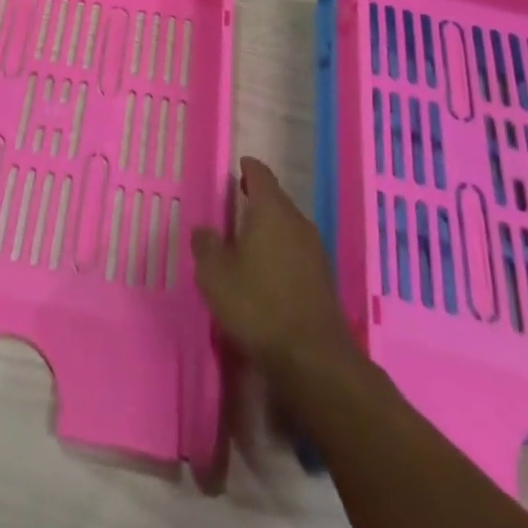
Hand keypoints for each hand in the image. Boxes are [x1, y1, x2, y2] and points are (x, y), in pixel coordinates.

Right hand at [190, 157, 358, 384]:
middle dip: (256, 198)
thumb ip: (205, 246)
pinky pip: (297, 250)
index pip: (260, 173)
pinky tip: (267, 271)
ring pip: (288, 225)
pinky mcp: (323, 278)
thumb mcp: (215, 276)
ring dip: (269, 227)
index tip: (235, 170)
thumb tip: (204, 231)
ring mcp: (315, 250)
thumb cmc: (258, 306)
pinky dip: (281, 251)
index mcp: (271, 209)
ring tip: (247, 240)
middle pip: (276, 198)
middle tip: (234, 206)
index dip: (246, 168)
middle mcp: (297, 221)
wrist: (314, 359)